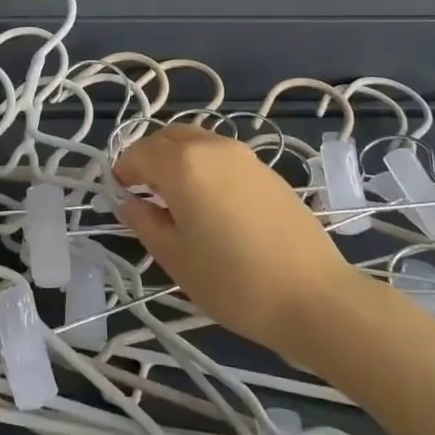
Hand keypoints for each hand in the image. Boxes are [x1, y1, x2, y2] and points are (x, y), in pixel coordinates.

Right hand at [113, 125, 355, 355]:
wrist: (315, 297)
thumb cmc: (234, 281)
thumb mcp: (176, 258)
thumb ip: (145, 223)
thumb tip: (130, 202)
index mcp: (182, 164)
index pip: (139, 154)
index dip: (124, 172)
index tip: (120, 194)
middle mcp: (211, 146)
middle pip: (167, 138)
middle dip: (149, 158)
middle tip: (143, 192)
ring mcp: (243, 155)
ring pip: (196, 141)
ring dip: (177, 158)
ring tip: (177, 197)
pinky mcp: (266, 169)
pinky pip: (221, 155)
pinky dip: (203, 165)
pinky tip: (211, 202)